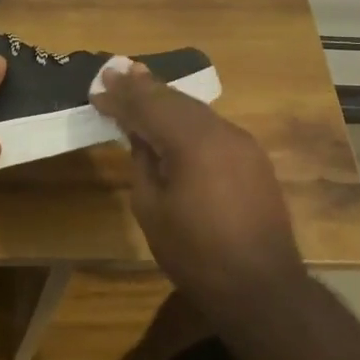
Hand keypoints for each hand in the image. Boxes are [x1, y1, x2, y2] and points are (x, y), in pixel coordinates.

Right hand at [91, 63, 303, 304]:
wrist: (262, 288)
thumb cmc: (196, 255)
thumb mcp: (152, 210)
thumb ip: (143, 163)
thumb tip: (140, 136)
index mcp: (193, 143)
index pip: (149, 107)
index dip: (121, 97)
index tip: (97, 88)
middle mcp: (221, 132)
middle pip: (175, 100)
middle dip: (142, 87)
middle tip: (115, 71)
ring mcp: (242, 142)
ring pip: (196, 110)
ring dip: (165, 98)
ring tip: (138, 80)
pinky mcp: (252, 157)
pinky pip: (212, 126)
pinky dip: (187, 117)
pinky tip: (172, 116)